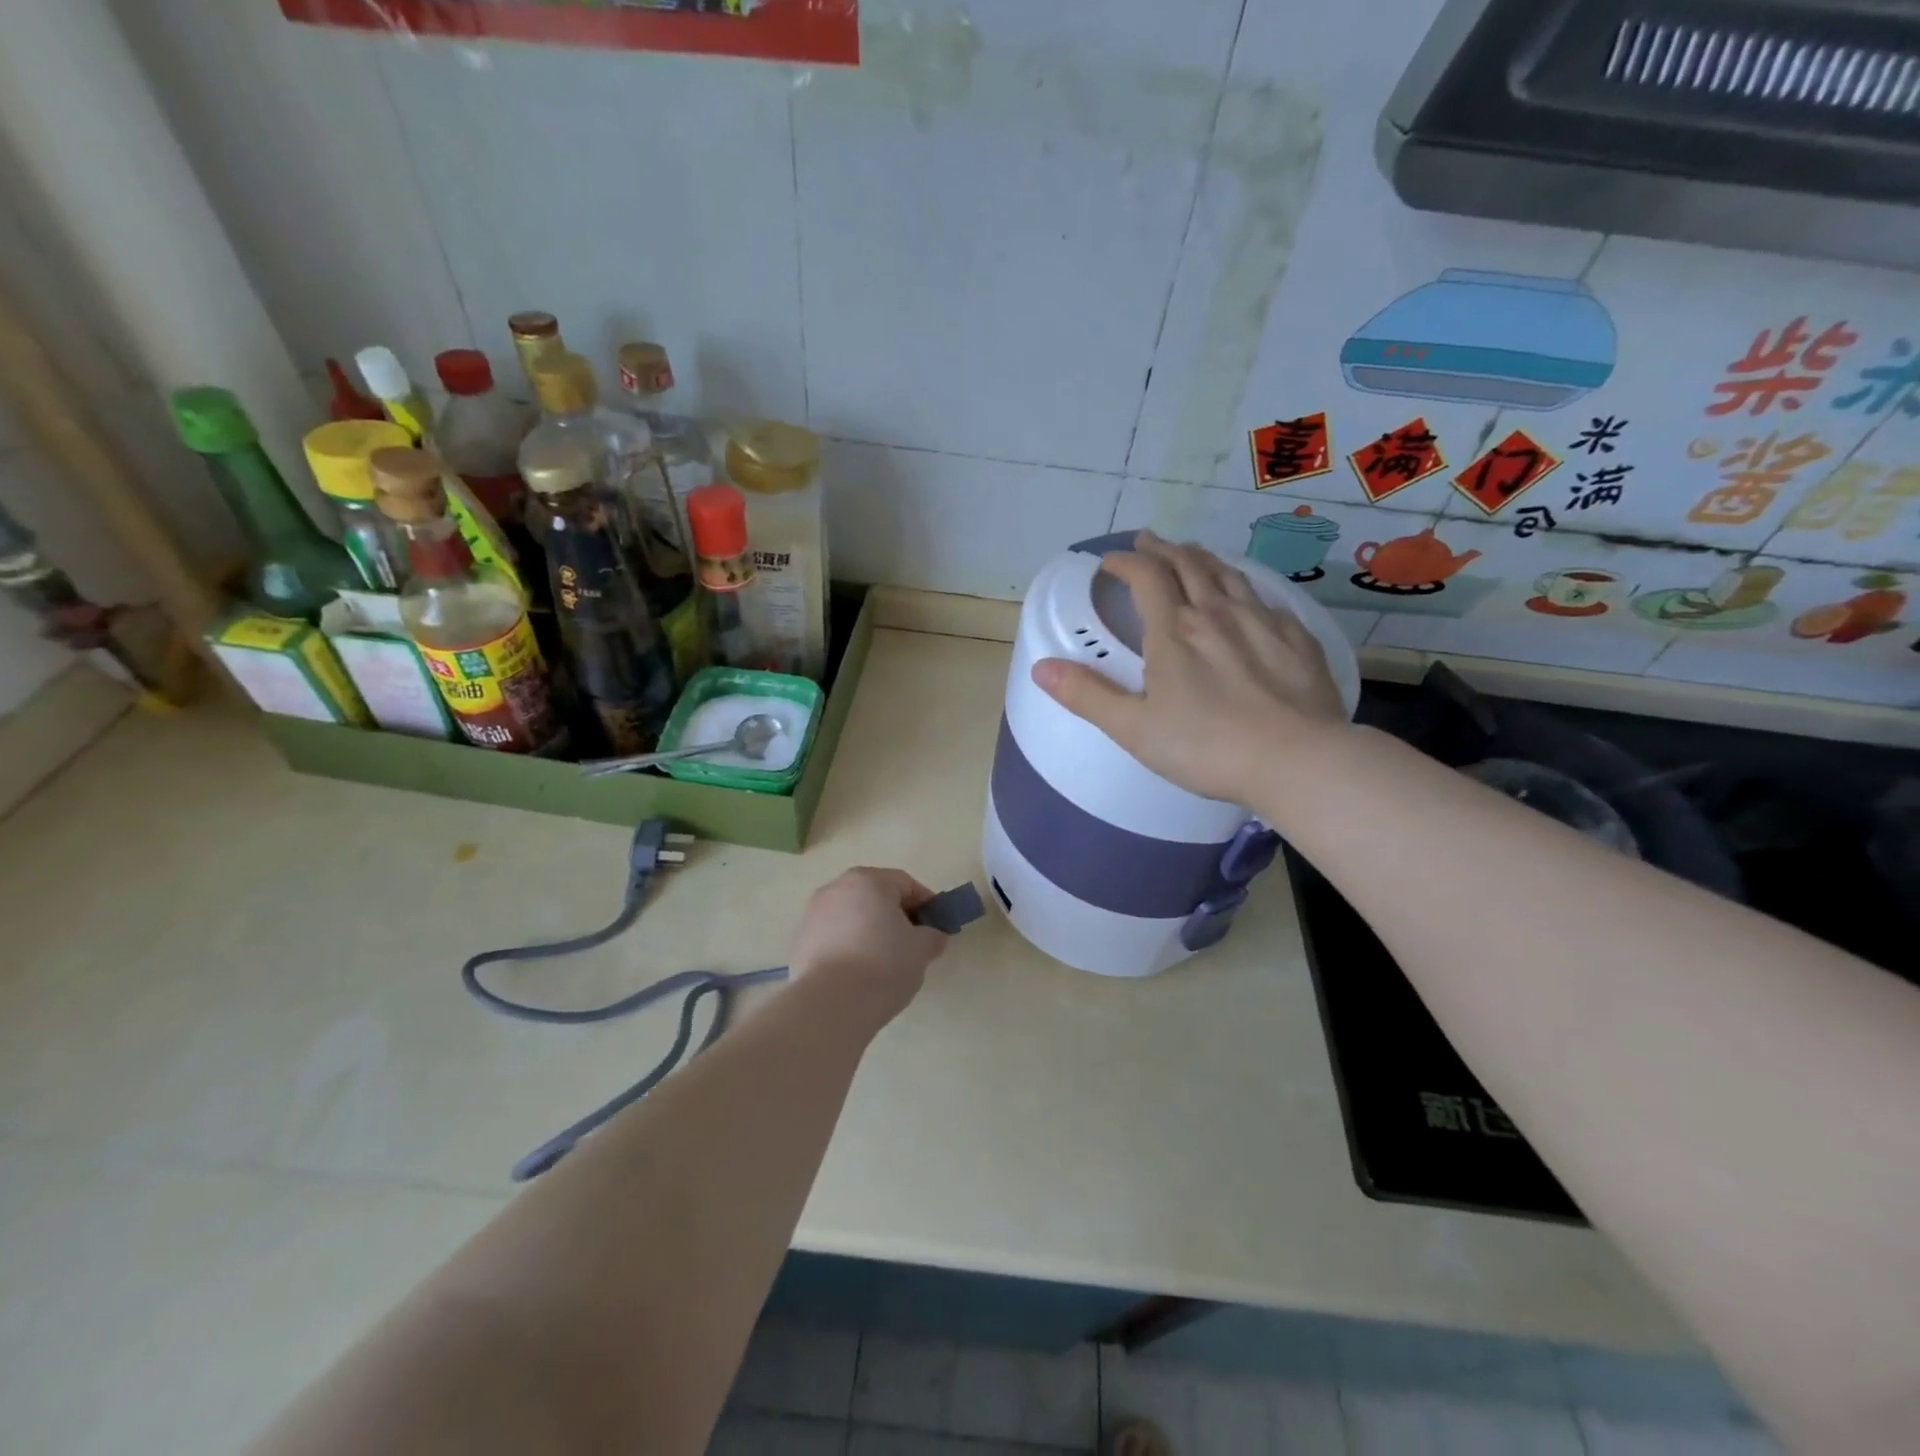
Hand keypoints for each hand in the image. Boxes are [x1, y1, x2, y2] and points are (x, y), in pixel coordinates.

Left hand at [787, 868, 950, 1027]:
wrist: (830, 1004)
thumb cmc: (883, 965)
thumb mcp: (921, 950)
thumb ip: (932, 936)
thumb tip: (933, 937)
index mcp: (868, 880)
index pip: (906, 884)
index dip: (926, 905)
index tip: (937, 928)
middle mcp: (836, 888)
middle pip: (875, 896)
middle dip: (895, 917)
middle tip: (912, 945)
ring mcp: (813, 914)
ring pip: (852, 916)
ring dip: (869, 931)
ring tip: (883, 963)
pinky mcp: (799, 941)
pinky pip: (833, 937)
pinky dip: (848, 947)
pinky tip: (857, 974)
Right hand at [1031, 532, 1347, 804]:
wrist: (1297, 760)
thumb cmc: (1206, 747)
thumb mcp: (1133, 728)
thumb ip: (1087, 695)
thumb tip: (1040, 668)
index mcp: (1173, 630)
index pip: (1146, 576)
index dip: (1125, 561)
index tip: (1109, 561)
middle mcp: (1216, 612)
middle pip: (1188, 564)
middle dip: (1163, 549)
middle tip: (1149, 541)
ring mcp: (1262, 621)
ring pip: (1228, 575)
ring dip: (1203, 559)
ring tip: (1191, 554)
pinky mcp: (1297, 638)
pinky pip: (1264, 599)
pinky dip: (1243, 588)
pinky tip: (1246, 599)